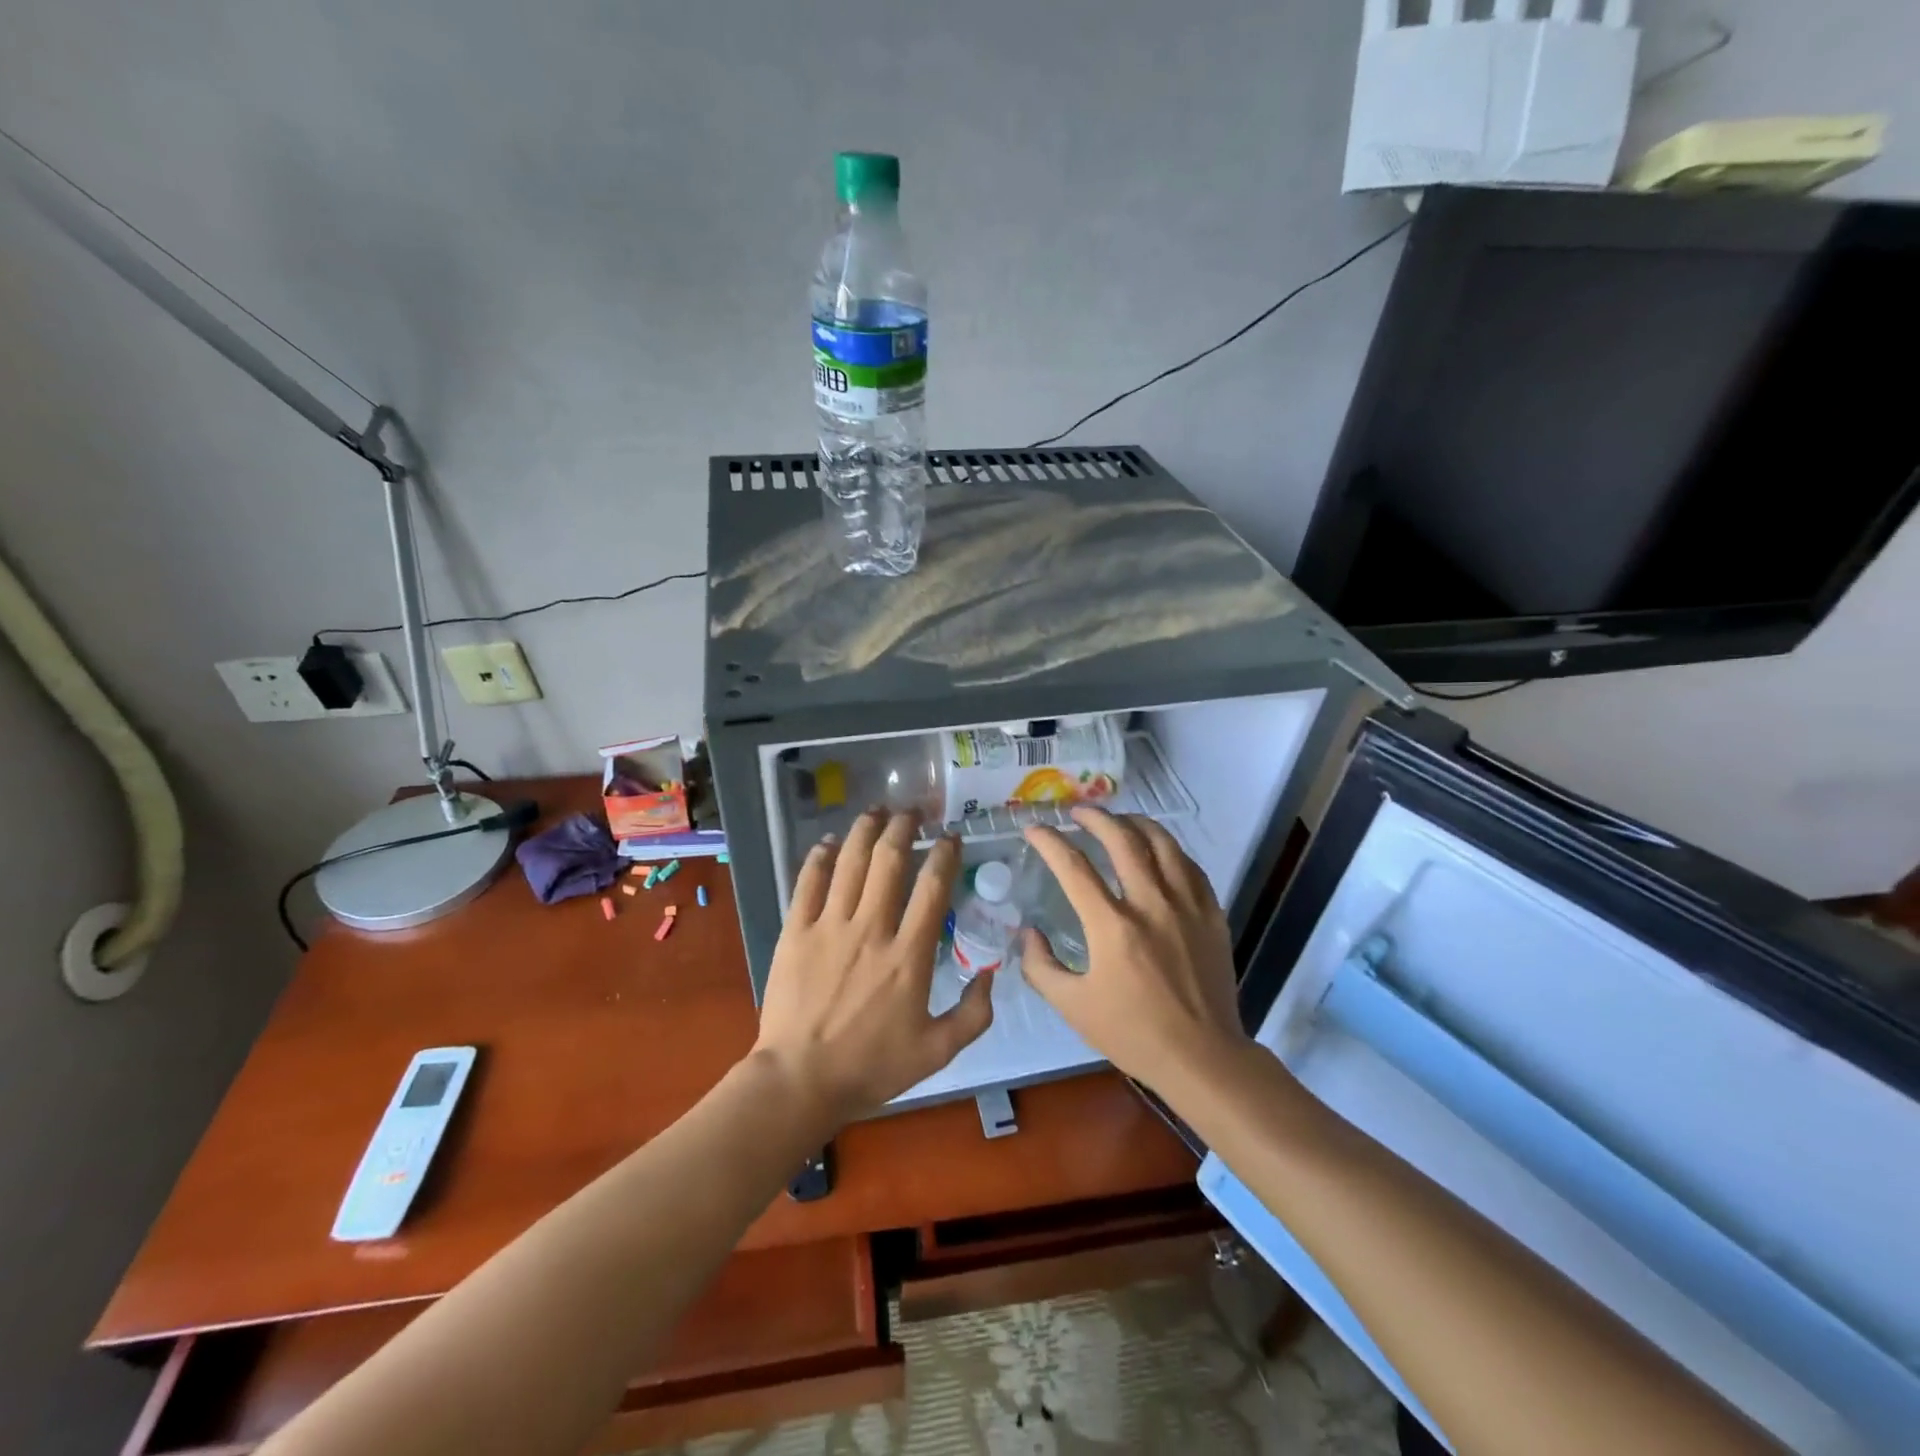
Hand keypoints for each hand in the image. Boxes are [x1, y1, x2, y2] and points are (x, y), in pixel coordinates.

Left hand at [752, 810, 994, 1123]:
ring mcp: (830, 926)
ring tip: (877, 810)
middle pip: (890, 860)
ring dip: (866, 829)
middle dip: (904, 827)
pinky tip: (830, 842)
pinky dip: (820, 856)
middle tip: (912, 812)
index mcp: (909, 955)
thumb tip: (991, 972)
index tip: (950, 837)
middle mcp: (871, 929)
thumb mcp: (938, 1051)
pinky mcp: (796, 931)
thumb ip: (974, 1013)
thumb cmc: (871, 1067)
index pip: (932, 888)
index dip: (944, 854)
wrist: (800, 1081)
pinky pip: (809, 882)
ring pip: (851, 862)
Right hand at [1019, 807, 1246, 1090]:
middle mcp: (1151, 904)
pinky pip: (1190, 866)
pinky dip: (1170, 849)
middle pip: (1123, 840)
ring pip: (1163, 844)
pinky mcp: (1211, 914)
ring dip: (1137, 823)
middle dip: (1096, 817)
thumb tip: (1028, 933)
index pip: (1074, 867)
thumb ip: (1041, 966)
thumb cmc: (1133, 1033)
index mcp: (1113, 927)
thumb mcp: (1072, 1007)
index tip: (1035, 829)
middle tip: (1078, 812)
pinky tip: (1159, 851)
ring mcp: (1187, 906)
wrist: (1202, 1057)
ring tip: (1120, 819)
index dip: (1050, 842)